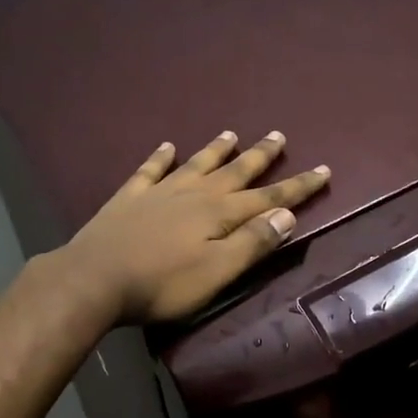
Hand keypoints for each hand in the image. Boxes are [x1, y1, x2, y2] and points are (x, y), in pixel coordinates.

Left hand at [59, 131, 329, 324]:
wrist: (95, 278)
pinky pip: (149, 170)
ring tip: (231, 133)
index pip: (268, 198)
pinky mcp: (128, 199)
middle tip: (279, 135)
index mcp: (219, 214)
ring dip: (216, 150)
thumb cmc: (162, 284)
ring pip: (196, 164)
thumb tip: (286, 215)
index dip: (297, 187)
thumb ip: (252, 243)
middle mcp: (193, 194)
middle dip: (260, 156)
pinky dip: (160, 158)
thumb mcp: (217, 272)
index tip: (322, 169)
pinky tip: (166, 147)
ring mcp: (159, 192)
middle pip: (234, 172)